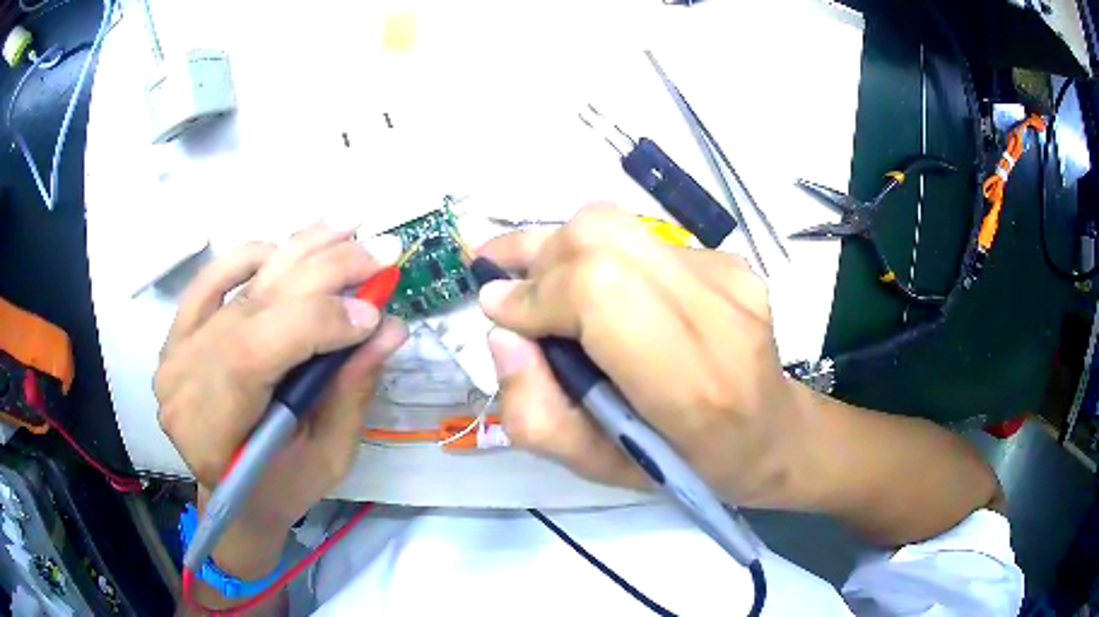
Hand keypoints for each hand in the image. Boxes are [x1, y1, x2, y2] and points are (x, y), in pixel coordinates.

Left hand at [155, 223, 407, 538]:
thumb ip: (351, 394)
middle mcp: (183, 379)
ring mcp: (176, 348)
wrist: (233, 497)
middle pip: (250, 307)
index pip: (251, 354)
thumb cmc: (280, 490)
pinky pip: (215, 275)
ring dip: (297, 250)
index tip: (374, 315)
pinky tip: (292, 248)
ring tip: (348, 228)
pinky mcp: (181, 328)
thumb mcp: (326, 459)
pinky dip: (255, 254)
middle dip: (321, 273)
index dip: (314, 323)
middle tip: (381, 251)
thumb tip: (390, 329)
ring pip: (238, 282)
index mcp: (211, 432)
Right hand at [477, 204, 807, 508]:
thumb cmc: (687, 465)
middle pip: (602, 235)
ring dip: (563, 248)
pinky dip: (602, 256)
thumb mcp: (598, 469)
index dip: (537, 292)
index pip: (598, 292)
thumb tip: (503, 334)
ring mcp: (729, 274)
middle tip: (511, 288)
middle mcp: (718, 309)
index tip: (497, 308)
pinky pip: (642, 238)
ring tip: (538, 279)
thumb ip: (536, 414)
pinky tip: (602, 291)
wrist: (772, 432)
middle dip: (539, 256)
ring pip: (617, 224)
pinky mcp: (729, 259)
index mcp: (691, 381)